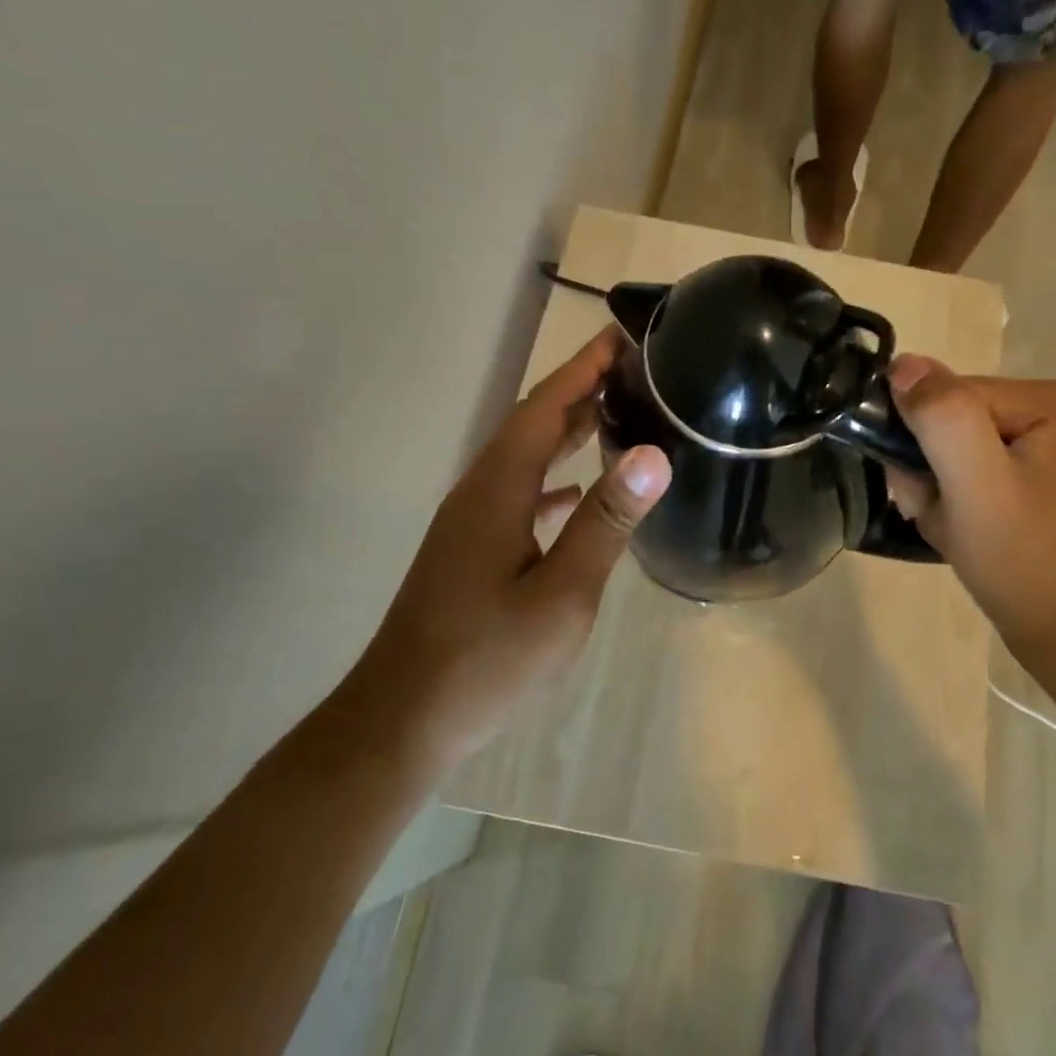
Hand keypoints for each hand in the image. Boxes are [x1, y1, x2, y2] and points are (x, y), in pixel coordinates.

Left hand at [344, 327, 670, 769]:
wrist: (403, 720)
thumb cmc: (487, 658)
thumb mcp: (562, 592)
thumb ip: (606, 521)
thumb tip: (653, 453)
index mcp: (499, 488)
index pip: (545, 407)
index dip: (583, 368)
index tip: (621, 336)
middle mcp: (480, 492)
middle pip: (533, 423)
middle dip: (579, 389)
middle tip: (631, 368)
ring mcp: (471, 522)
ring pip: (525, 458)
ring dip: (567, 430)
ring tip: (616, 413)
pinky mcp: (471, 550)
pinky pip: (519, 493)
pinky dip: (552, 478)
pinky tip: (577, 492)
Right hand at [882, 356, 1055, 659]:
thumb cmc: (1026, 559)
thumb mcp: (976, 483)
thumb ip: (941, 417)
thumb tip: (902, 363)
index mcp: (1046, 399)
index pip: (948, 395)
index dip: (922, 442)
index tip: (923, 489)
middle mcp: (1048, 413)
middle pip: (949, 423)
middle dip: (929, 470)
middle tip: (938, 514)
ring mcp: (1043, 450)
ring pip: (951, 452)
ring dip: (936, 492)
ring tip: (953, 529)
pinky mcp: (1032, 482)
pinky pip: (968, 476)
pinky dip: (952, 506)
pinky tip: (963, 534)